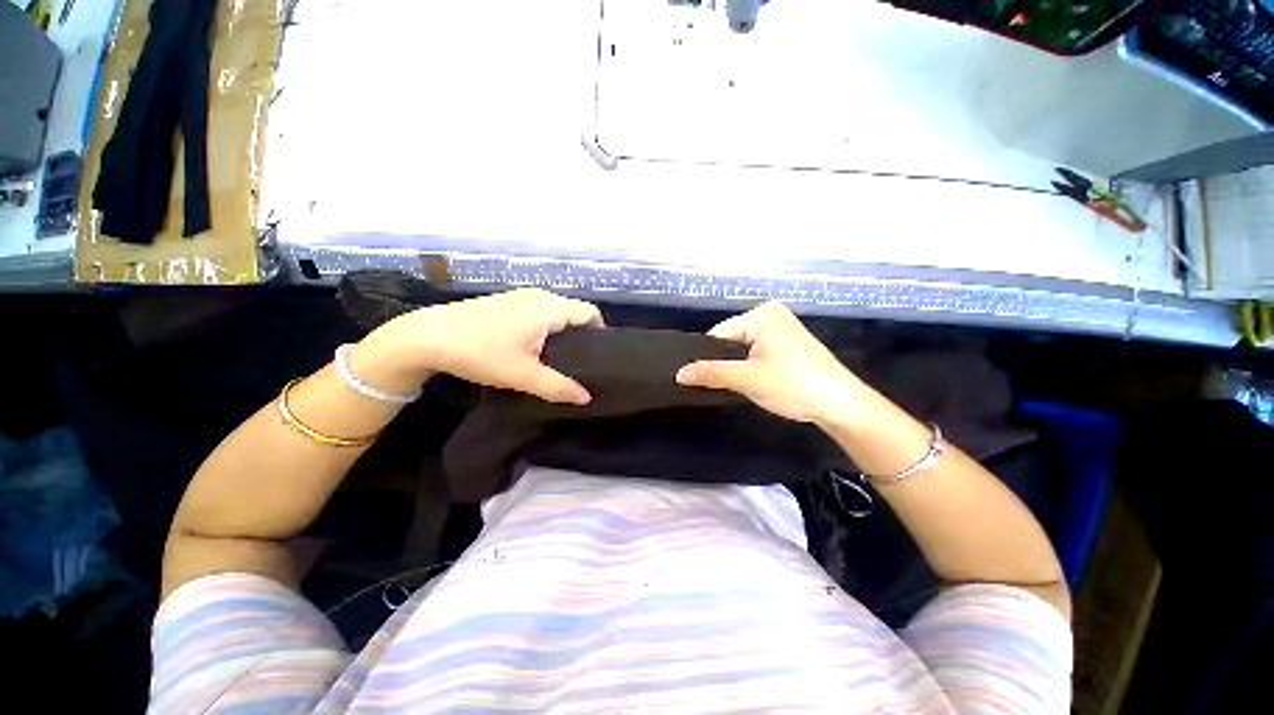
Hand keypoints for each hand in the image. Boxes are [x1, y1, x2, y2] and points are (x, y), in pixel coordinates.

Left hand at [356, 289, 603, 403]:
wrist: (427, 337)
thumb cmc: (480, 353)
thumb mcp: (522, 375)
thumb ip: (558, 387)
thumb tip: (586, 397)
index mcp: (549, 308)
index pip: (590, 312)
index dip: (600, 333)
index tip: (598, 356)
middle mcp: (539, 296)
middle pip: (574, 311)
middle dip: (582, 334)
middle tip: (579, 361)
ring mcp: (520, 295)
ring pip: (556, 310)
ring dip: (562, 330)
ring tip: (558, 357)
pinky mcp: (506, 301)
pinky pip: (539, 310)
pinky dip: (545, 325)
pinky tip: (533, 346)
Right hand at [675, 302, 864, 424]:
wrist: (842, 405)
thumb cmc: (794, 385)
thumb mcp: (748, 379)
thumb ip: (711, 374)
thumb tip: (678, 374)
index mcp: (761, 314)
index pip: (718, 334)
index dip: (708, 358)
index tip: (698, 380)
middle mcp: (770, 314)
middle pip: (730, 341)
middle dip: (724, 363)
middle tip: (721, 386)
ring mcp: (780, 329)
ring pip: (742, 349)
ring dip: (737, 367)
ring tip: (737, 386)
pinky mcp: (787, 344)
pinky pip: (756, 353)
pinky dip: (750, 367)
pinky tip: (752, 382)